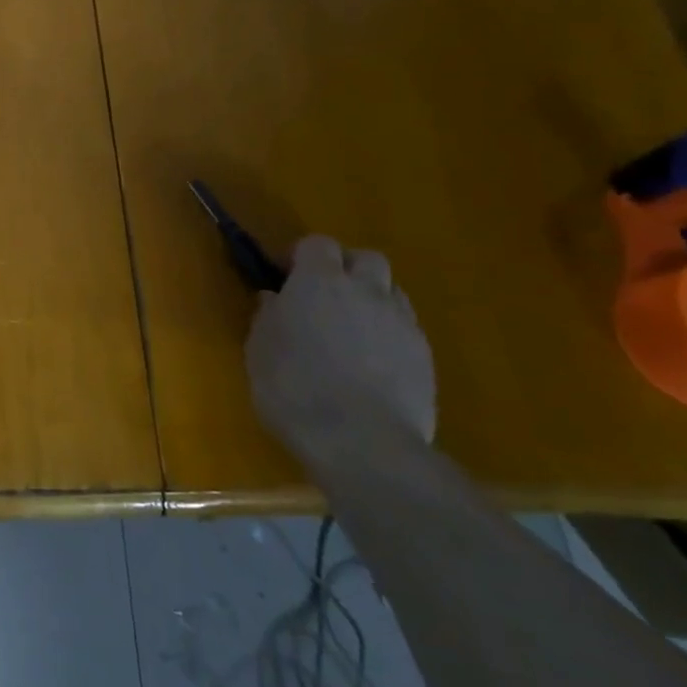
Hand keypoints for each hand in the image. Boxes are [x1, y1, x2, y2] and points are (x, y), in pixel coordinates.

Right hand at [246, 235, 435, 463]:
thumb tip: (274, 300)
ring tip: (352, 331)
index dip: (302, 256)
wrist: (362, 442)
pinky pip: (406, 330)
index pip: (318, 244)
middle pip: (366, 259)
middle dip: (347, 269)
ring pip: (392, 292)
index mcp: (319, 281)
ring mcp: (401, 324)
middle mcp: (365, 291)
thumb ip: (268, 316)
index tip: (286, 277)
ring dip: (372, 301)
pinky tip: (372, 365)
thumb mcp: (259, 349)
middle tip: (325, 296)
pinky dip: (389, 336)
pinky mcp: (426, 358)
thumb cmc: (293, 387)